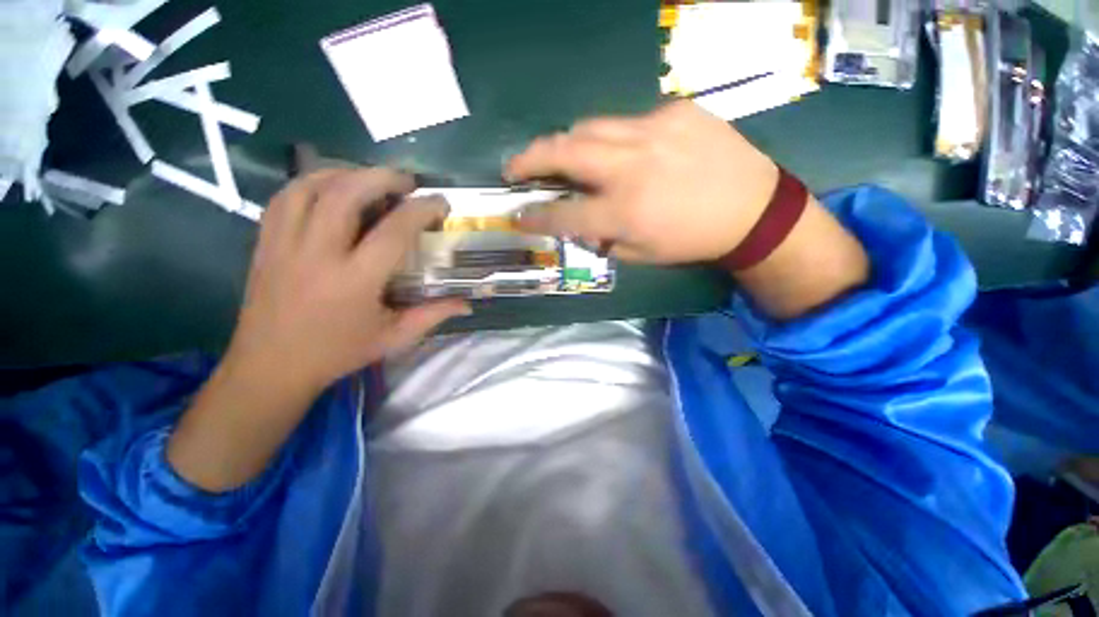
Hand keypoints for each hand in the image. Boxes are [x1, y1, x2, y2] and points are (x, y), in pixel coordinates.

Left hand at [225, 168, 469, 395]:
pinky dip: (312, 183)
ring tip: (370, 179)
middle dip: (382, 177)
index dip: (421, 210)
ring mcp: (284, 244)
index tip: (440, 202)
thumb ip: (433, 315)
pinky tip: (331, 190)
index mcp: (354, 281)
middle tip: (406, 181)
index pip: (394, 232)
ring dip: (345, 173)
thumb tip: (467, 304)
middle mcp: (317, 254)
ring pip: (310, 186)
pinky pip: (285, 197)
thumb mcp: (393, 338)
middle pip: (346, 194)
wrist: (270, 367)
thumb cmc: (338, 353)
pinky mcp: (265, 242)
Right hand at [506, 100, 778, 263]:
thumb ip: (602, 239)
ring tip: (561, 156)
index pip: (562, 214)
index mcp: (624, 212)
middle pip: (564, 153)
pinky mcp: (673, 111)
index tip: (517, 214)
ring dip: (566, 144)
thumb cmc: (691, 240)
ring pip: (589, 127)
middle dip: (530, 159)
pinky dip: (614, 140)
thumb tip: (578, 224)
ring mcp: (653, 131)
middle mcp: (631, 167)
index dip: (534, 216)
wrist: (752, 208)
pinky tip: (626, 154)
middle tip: (515, 167)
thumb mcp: (641, 255)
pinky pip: (627, 123)